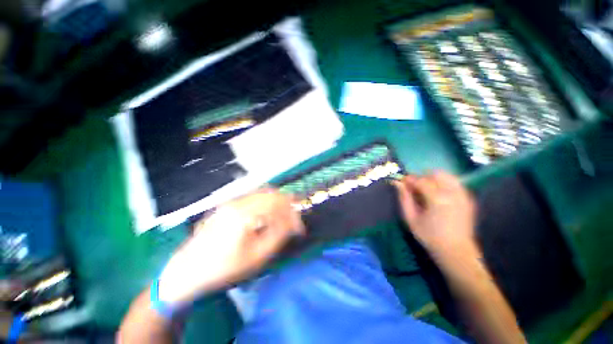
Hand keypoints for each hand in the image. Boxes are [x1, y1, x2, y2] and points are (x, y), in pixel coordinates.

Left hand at [157, 189, 304, 304]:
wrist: (187, 271)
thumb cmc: (223, 268)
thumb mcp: (255, 257)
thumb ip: (278, 236)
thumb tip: (293, 223)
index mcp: (245, 213)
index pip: (278, 204)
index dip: (293, 214)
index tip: (299, 228)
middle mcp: (239, 202)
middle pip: (272, 194)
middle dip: (287, 205)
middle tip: (294, 220)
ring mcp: (232, 202)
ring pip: (263, 194)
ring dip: (277, 202)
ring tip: (284, 217)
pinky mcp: (228, 205)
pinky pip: (254, 198)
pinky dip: (266, 203)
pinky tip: (268, 215)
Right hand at [393, 171, 478, 257]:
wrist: (456, 252)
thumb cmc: (429, 236)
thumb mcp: (411, 218)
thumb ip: (404, 198)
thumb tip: (397, 183)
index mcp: (437, 199)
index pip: (421, 180)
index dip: (409, 179)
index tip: (401, 182)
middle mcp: (453, 193)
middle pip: (435, 174)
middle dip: (422, 177)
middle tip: (414, 188)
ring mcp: (463, 195)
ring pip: (447, 176)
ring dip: (433, 179)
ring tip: (426, 191)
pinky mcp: (468, 198)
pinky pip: (454, 183)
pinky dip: (444, 184)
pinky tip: (438, 195)